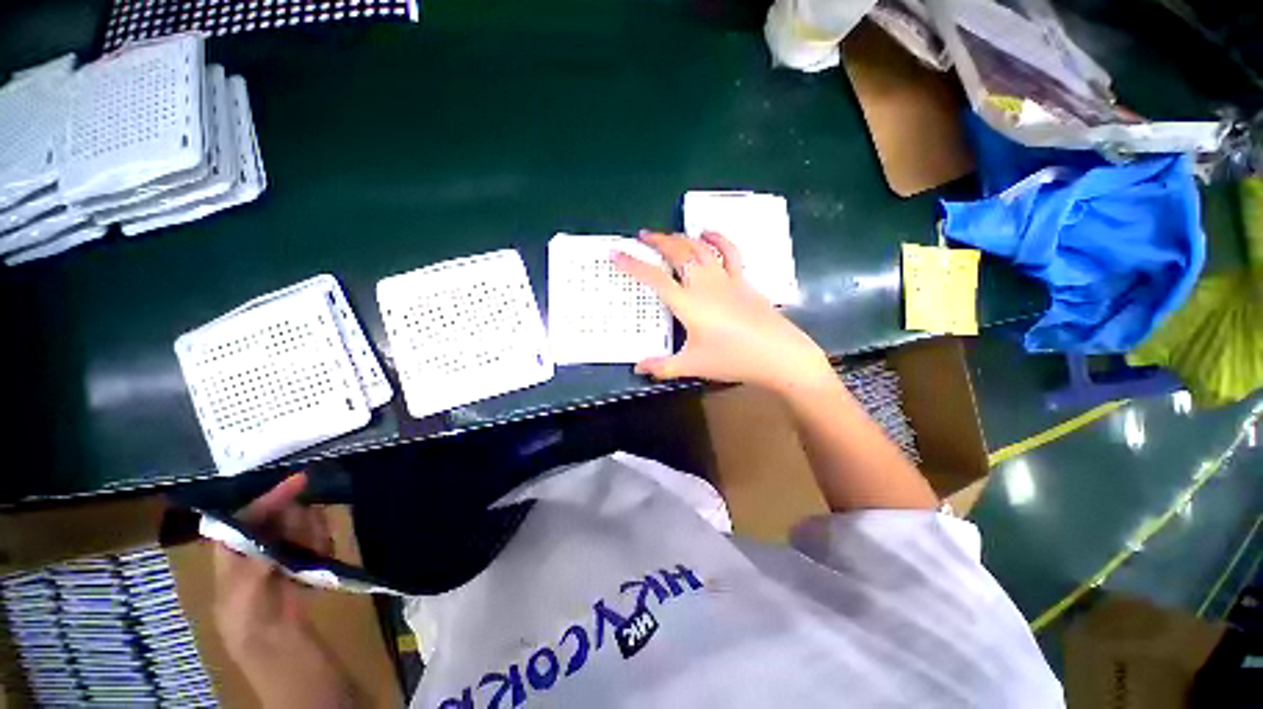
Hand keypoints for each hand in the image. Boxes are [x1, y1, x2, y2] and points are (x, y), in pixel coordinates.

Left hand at [212, 473, 357, 707]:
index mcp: (229, 585)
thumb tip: (261, 533)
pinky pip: (310, 553)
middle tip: (318, 526)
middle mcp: (250, 577)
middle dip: (293, 518)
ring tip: (326, 545)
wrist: (315, 694)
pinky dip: (322, 545)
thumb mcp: (257, 621)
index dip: (262, 503)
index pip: (236, 530)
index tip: (297, 481)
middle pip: (268, 529)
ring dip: (311, 532)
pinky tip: (330, 555)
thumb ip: (252, 577)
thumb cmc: (279, 660)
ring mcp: (279, 583)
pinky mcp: (304, 589)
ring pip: (293, 538)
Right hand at [614, 230, 833, 394]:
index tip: (616, 253)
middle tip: (642, 237)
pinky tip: (708, 233)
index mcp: (688, 303)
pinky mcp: (743, 280)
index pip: (654, 278)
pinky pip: (728, 252)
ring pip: (700, 248)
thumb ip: (662, 366)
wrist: (778, 355)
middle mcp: (704, 284)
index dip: (632, 265)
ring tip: (668, 235)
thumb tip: (638, 368)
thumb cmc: (733, 359)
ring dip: (682, 237)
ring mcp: (726, 279)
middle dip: (657, 242)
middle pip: (678, 253)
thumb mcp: (693, 365)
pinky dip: (717, 239)